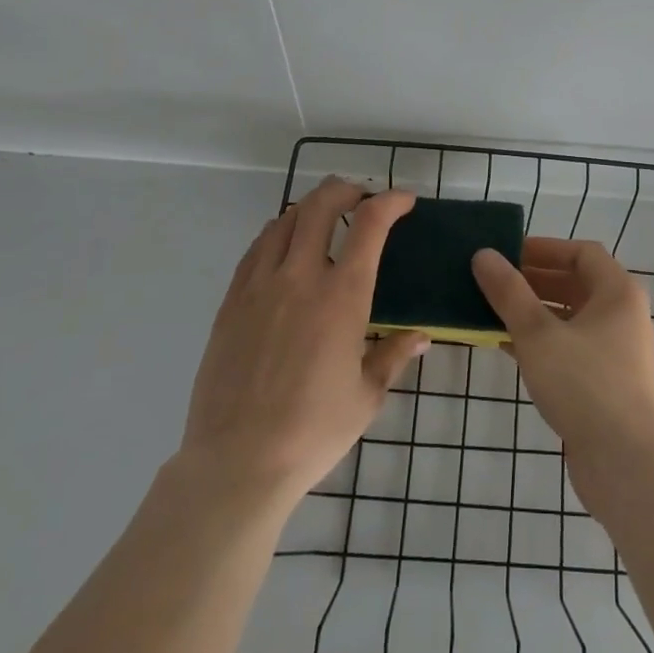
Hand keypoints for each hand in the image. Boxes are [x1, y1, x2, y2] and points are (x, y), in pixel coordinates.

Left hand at [178, 179, 427, 503]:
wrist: (237, 462)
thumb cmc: (312, 432)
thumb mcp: (367, 396)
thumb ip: (393, 355)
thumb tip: (421, 336)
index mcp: (342, 296)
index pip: (370, 224)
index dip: (391, 202)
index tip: (404, 200)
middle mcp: (300, 277)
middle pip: (321, 205)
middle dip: (346, 190)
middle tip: (362, 197)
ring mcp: (260, 285)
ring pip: (285, 221)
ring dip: (311, 208)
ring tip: (325, 219)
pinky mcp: (232, 301)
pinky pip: (256, 248)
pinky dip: (278, 234)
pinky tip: (285, 249)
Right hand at [472, 238, 653, 493]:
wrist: (626, 465)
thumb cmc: (585, 385)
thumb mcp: (538, 334)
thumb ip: (509, 292)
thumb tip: (483, 255)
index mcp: (617, 292)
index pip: (581, 253)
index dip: (544, 249)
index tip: (508, 254)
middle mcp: (623, 316)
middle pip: (576, 284)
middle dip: (533, 281)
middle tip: (493, 283)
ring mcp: (617, 353)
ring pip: (570, 319)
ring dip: (534, 313)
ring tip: (492, 313)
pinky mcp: (606, 385)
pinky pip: (570, 349)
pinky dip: (542, 343)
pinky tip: (507, 348)